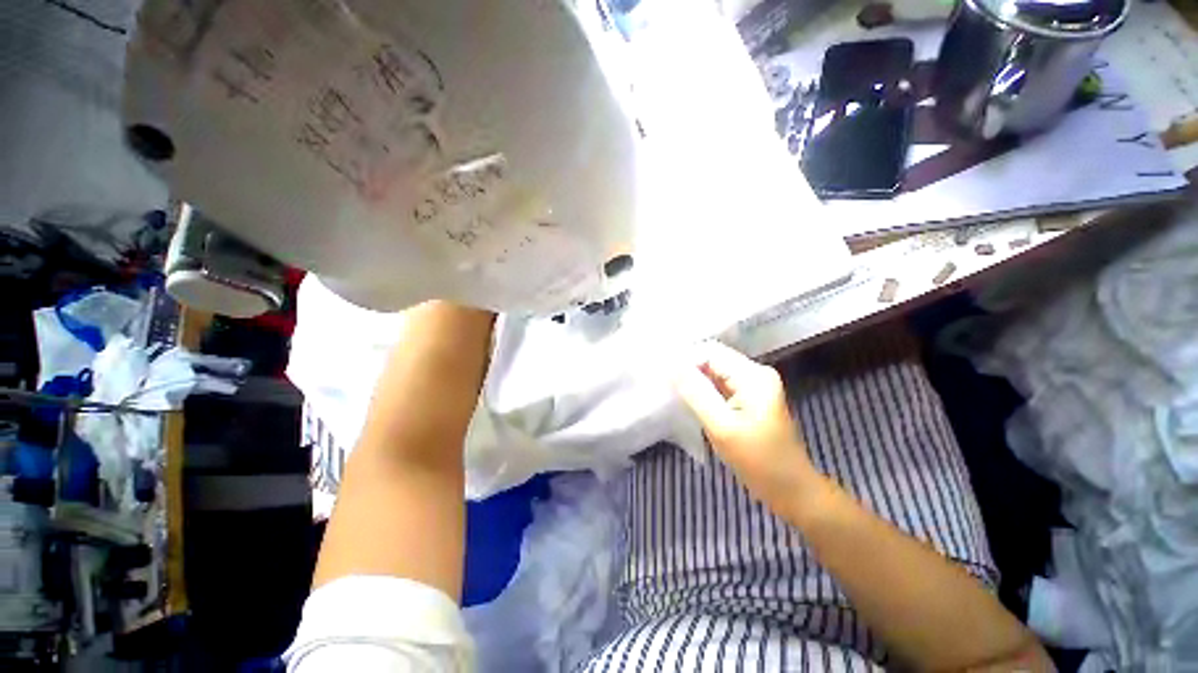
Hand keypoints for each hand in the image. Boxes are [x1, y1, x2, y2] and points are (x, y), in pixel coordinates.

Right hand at [674, 341, 816, 508]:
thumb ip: (696, 393)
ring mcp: (753, 385)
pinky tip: (689, 399)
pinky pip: (720, 384)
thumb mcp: (722, 427)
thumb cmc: (758, 461)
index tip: (663, 375)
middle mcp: (755, 372)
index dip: (685, 359)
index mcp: (753, 375)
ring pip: (714, 371)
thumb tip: (672, 365)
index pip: (710, 352)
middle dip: (688, 369)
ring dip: (694, 380)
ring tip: (672, 391)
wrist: (791, 490)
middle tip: (664, 383)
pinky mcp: (749, 397)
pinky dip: (704, 390)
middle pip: (713, 359)